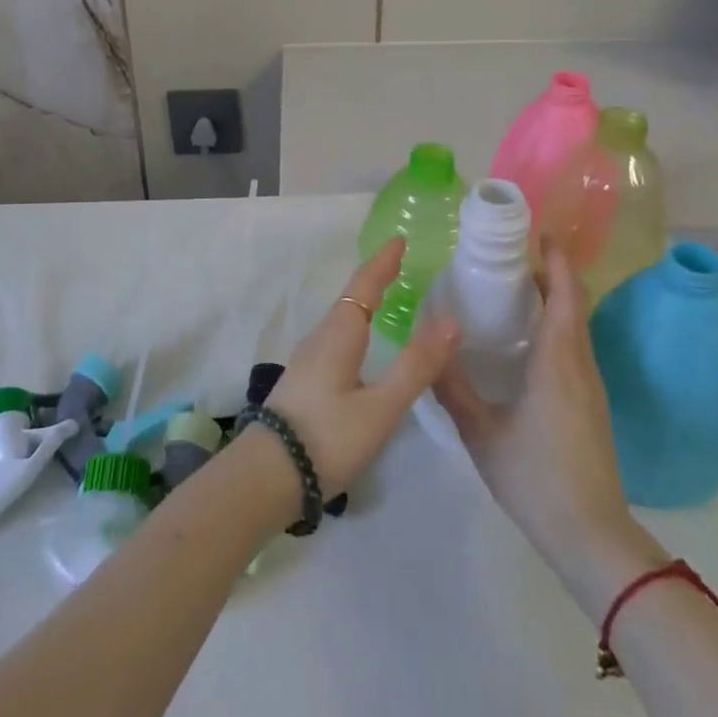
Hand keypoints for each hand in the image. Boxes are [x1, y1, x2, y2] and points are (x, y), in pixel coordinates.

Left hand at [263, 238, 460, 499]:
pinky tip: (361, 343)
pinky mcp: (304, 380)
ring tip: (387, 297)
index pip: (364, 285)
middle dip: (375, 278)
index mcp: (339, 333)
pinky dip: (355, 324)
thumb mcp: (380, 407)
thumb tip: (451, 320)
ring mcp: (308, 359)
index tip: (399, 240)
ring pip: (341, 318)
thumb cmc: (328, 437)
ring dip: (363, 301)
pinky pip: (335, 336)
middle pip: (351, 297)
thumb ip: (415, 366)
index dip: (382, 262)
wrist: (266, 476)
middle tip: (400, 264)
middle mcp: (321, 337)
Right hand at [432, 246, 642, 573]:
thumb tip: (426, 346)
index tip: (539, 234)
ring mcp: (591, 387)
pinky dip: (555, 326)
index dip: (557, 261)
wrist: (592, 538)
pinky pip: (574, 348)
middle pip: (574, 305)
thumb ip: (452, 387)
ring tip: (513, 290)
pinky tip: (526, 342)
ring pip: (575, 328)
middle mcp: (580, 365)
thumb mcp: (481, 432)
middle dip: (551, 274)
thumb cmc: (535, 477)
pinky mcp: (591, 406)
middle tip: (511, 257)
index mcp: (558, 362)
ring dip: (554, 301)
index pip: (566, 296)